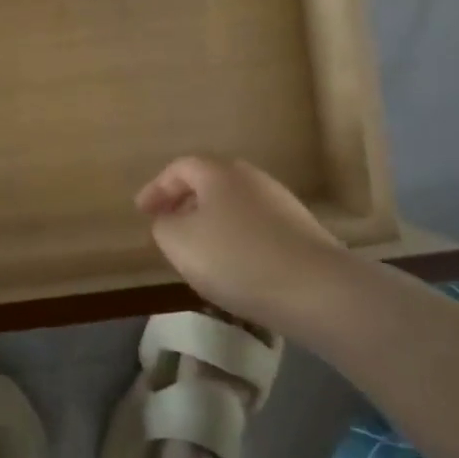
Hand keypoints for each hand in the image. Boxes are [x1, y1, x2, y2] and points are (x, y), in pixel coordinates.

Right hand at [136, 156, 347, 334]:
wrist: (317, 289)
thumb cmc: (237, 258)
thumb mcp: (180, 243)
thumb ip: (163, 225)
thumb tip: (168, 219)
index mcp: (218, 172)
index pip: (179, 167)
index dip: (156, 188)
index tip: (141, 212)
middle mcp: (251, 177)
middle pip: (209, 182)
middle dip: (184, 202)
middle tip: (168, 226)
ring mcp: (280, 202)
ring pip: (233, 205)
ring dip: (211, 222)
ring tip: (198, 251)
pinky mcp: (300, 230)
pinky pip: (255, 226)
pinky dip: (235, 239)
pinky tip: (234, 267)